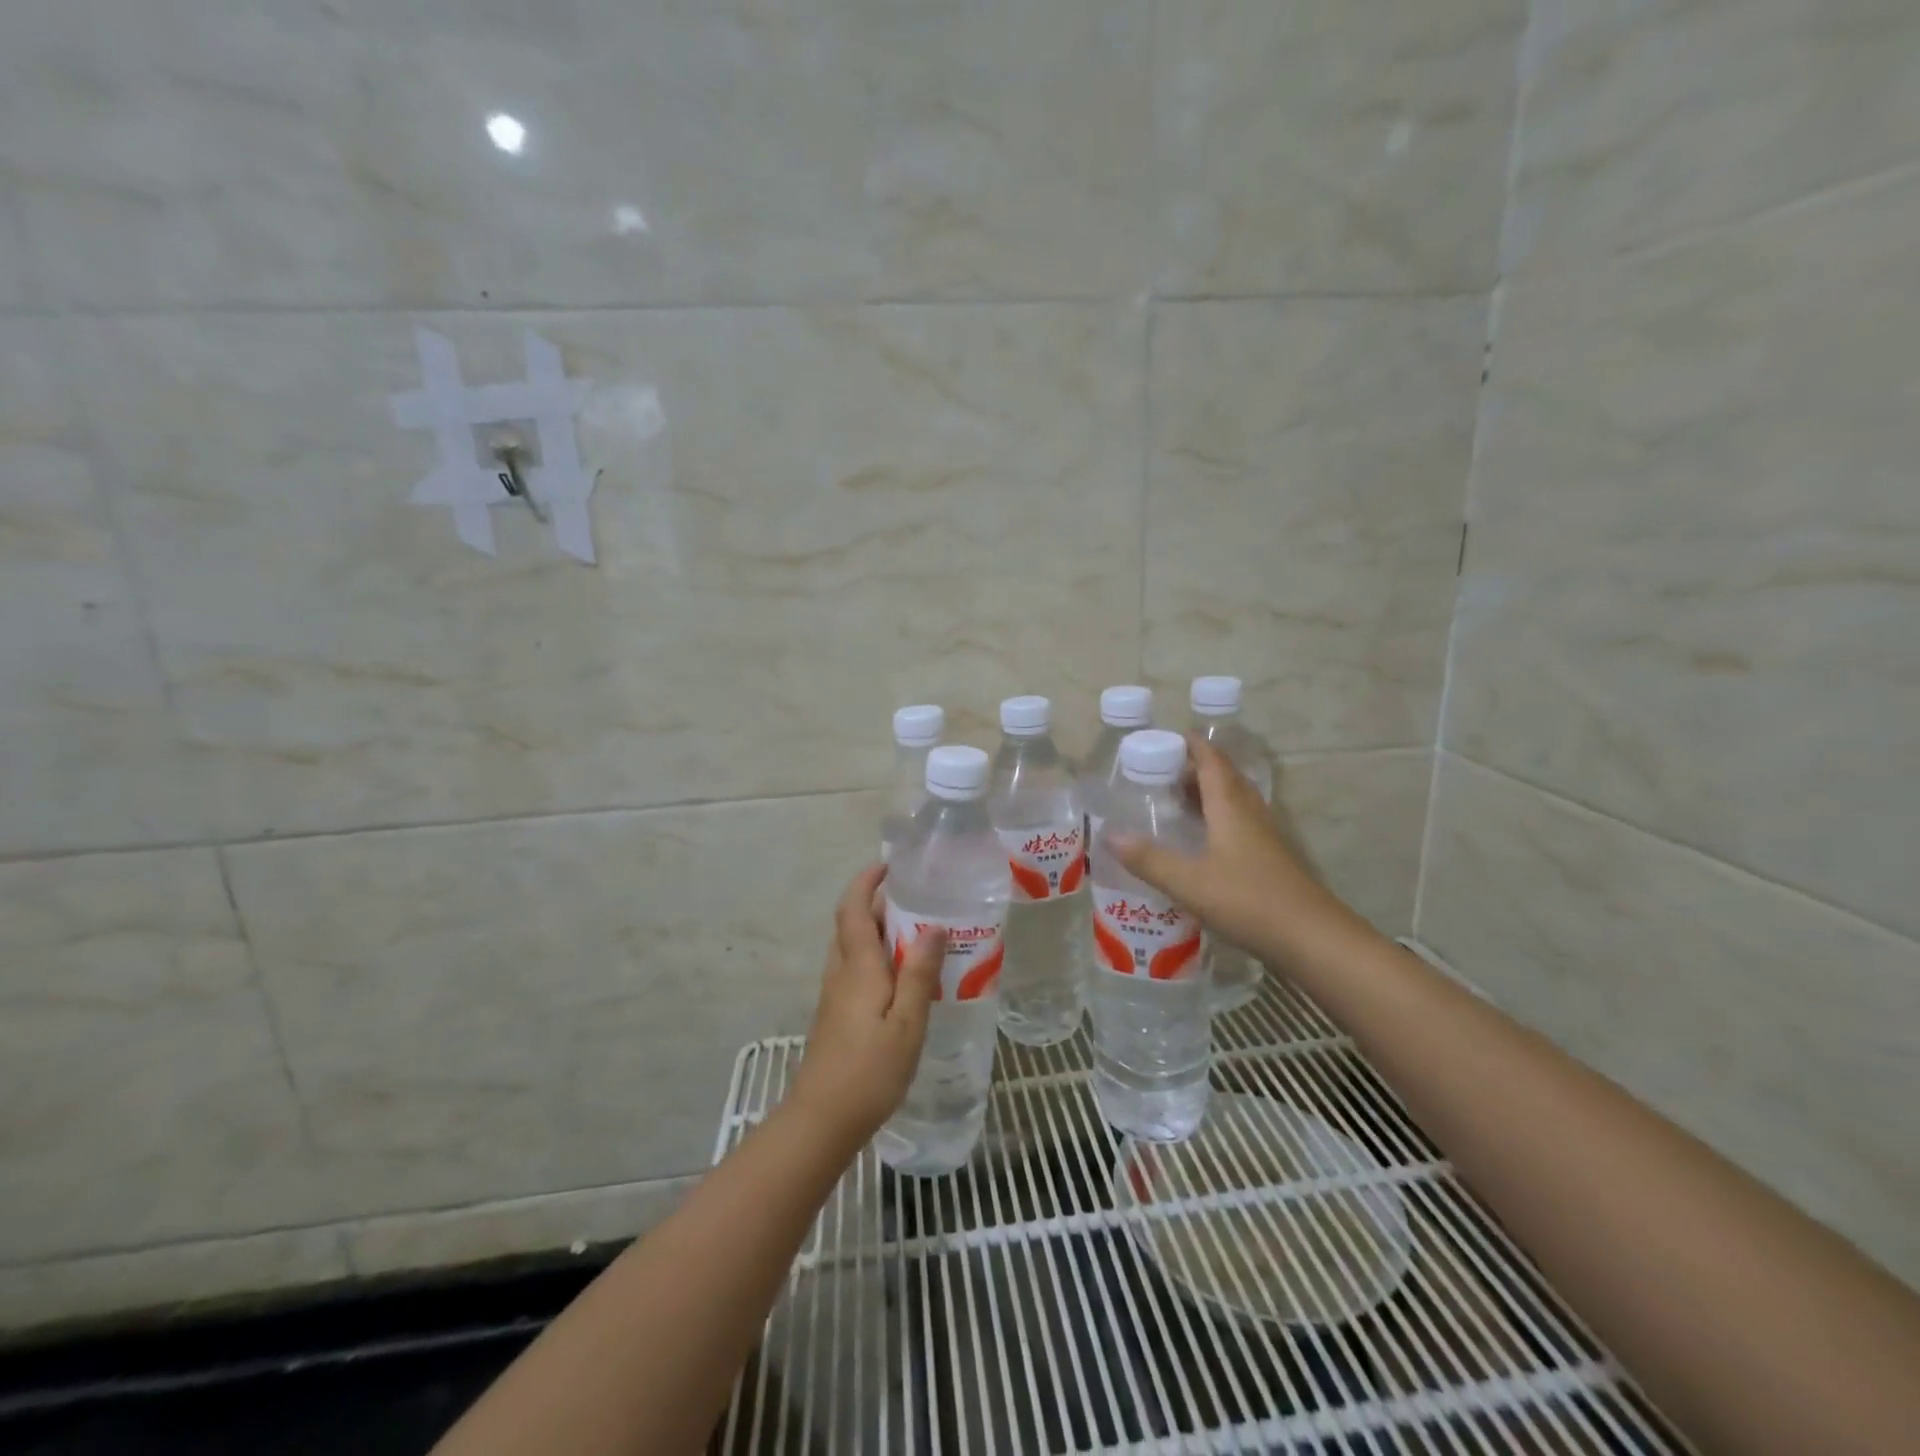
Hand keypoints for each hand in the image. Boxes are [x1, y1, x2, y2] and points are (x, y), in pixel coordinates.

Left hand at [786, 863, 945, 1149]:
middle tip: (916, 900)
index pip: (853, 909)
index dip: (866, 881)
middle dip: (877, 903)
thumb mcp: (907, 1021)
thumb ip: (919, 972)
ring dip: (876, 930)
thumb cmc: (870, 1069)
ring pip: (852, 947)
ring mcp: (834, 994)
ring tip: (916, 934)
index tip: (889, 865)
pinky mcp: (836, 1013)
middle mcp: (840, 972)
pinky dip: (875, 957)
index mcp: (858, 966)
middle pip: (851, 924)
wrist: (823, 1119)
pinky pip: (855, 969)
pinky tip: (902, 977)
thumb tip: (933, 925)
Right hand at [1112, 733, 1350, 962]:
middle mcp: (1250, 814)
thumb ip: (1149, 859)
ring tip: (1179, 801)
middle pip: (1225, 778)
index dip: (1194, 746)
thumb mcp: (1189, 882)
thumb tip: (1109, 834)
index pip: (1212, 763)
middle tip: (1164, 771)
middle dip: (1197, 768)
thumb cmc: (1249, 901)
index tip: (1172, 736)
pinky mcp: (1272, 859)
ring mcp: (1266, 837)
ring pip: (1236, 801)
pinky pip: (1242, 823)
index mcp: (1230, 808)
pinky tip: (1205, 840)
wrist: (1312, 939)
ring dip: (1209, 792)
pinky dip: (1219, 818)